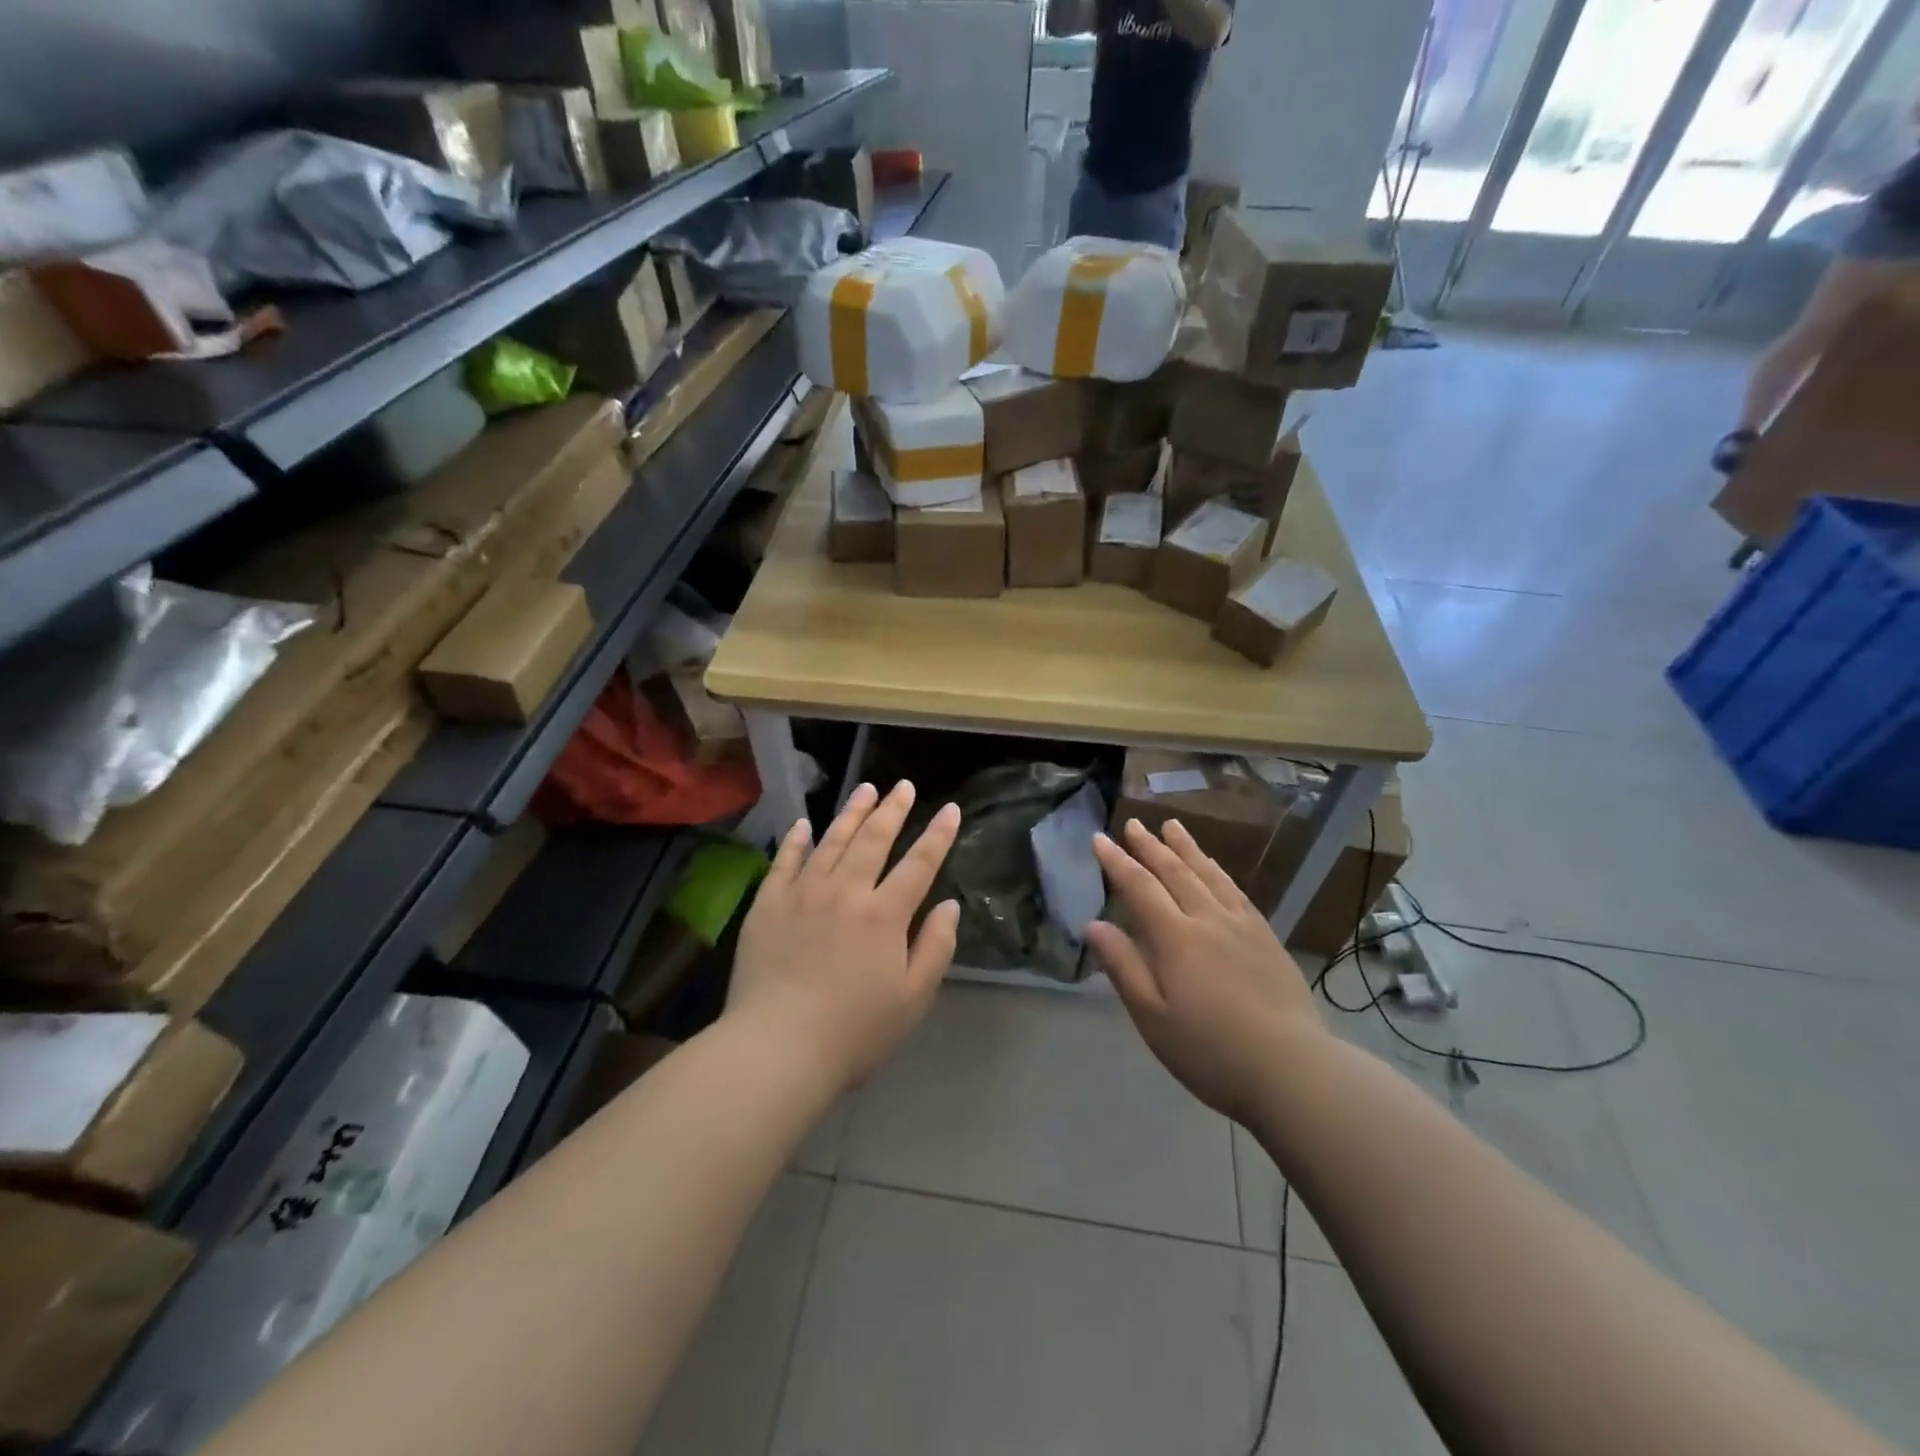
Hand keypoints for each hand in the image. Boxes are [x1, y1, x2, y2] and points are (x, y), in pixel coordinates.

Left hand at [728, 781, 961, 1094]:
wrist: (776, 1049)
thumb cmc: (854, 1032)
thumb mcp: (912, 999)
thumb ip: (935, 947)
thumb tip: (949, 904)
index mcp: (884, 914)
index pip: (919, 864)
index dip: (938, 835)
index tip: (950, 809)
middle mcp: (845, 892)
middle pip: (874, 840)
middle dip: (893, 809)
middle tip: (904, 786)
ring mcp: (802, 894)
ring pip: (832, 841)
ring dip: (852, 813)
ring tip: (866, 789)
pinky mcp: (768, 905)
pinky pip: (785, 862)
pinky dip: (797, 840)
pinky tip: (805, 824)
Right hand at [1087, 818, 1323, 1121]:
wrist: (1292, 1070)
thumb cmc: (1210, 1051)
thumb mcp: (1152, 1017)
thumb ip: (1123, 967)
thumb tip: (1093, 925)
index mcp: (1176, 938)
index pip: (1139, 887)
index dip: (1116, 861)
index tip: (1099, 839)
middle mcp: (1208, 919)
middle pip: (1174, 872)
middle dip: (1150, 846)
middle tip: (1133, 823)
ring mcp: (1242, 925)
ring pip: (1208, 874)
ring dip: (1187, 848)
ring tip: (1172, 826)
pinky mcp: (1267, 937)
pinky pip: (1237, 890)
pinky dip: (1218, 871)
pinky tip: (1215, 867)